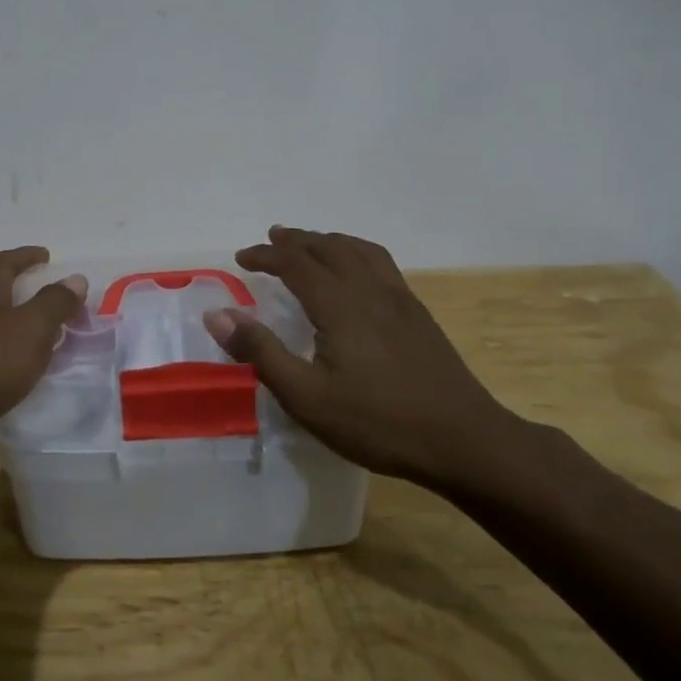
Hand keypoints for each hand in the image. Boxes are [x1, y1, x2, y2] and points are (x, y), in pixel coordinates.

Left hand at [0, 247, 87, 463]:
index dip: (26, 256)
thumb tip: (75, 278)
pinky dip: (10, 358)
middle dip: (27, 295)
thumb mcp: (29, 329)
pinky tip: (22, 376)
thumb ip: (54, 304)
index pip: (4, 263)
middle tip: (57, 305)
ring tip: (48, 343)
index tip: (46, 256)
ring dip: (21, 329)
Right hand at [203, 226, 533, 496]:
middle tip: (270, 240)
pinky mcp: (418, 314)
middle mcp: (370, 290)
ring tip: (310, 244)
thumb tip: (217, 314)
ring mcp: (400, 299)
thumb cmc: (377, 422)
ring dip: (328, 240)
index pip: (296, 264)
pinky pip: (381, 263)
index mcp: (340, 305)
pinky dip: (356, 252)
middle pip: (328, 248)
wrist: (463, 440)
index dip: (266, 256)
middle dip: (295, 241)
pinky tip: (356, 272)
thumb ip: (261, 351)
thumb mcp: (306, 397)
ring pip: (359, 250)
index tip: (241, 257)